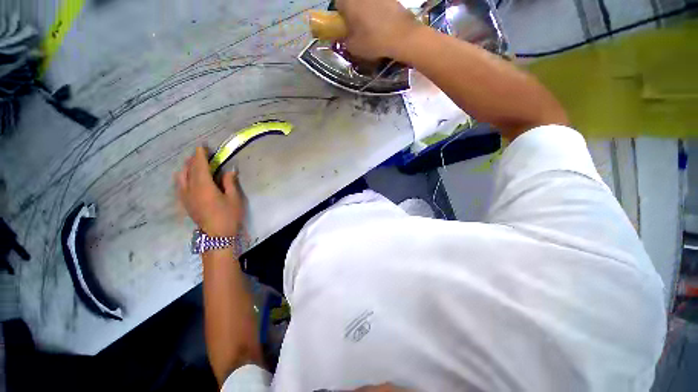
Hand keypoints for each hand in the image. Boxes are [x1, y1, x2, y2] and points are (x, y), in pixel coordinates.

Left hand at [176, 147, 243, 236]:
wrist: (216, 235)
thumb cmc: (228, 216)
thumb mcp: (234, 198)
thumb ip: (230, 182)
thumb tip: (230, 170)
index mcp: (204, 187)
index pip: (199, 166)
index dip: (200, 155)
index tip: (202, 146)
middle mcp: (190, 189)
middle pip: (189, 170)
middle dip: (193, 160)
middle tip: (200, 154)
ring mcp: (185, 197)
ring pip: (181, 177)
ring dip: (186, 168)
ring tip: (193, 164)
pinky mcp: (185, 203)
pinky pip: (179, 185)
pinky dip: (183, 177)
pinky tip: (188, 178)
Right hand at [335, 0, 421, 60]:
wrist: (401, 36)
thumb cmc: (373, 41)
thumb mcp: (354, 48)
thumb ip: (346, 40)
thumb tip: (346, 37)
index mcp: (348, 1)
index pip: (338, 5)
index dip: (341, 17)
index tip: (347, 27)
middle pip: (353, 2)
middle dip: (354, 12)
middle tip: (359, 28)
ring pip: (367, 3)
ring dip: (367, 12)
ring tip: (373, 28)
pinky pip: (381, 5)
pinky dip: (380, 12)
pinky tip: (384, 25)